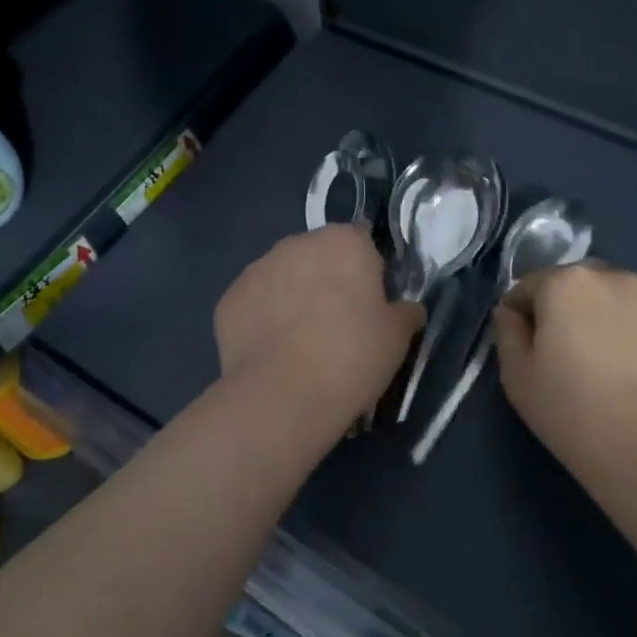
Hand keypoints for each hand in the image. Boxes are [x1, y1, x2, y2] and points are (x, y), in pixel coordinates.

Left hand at [215, 226, 423, 428]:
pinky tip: (273, 353)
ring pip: (284, 278)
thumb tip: (407, 309)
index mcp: (344, 242)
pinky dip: (263, 320)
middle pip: (319, 257)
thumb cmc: (352, 356)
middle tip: (338, 327)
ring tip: (301, 344)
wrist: (283, 395)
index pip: (362, 245)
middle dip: (327, 282)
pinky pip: (255, 304)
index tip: (371, 308)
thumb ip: (405, 312)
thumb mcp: (398, 337)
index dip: (368, 275)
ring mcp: (257, 269)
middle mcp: (297, 243)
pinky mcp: (229, 298)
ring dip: (293, 298)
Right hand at [494, 264, 636, 478]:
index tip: (529, 347)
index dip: (524, 315)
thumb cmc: (574, 413)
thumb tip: (511, 312)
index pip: (531, 286)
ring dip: (618, 319)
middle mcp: (617, 277)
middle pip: (583, 286)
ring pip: (629, 300)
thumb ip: (508, 333)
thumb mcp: (517, 378)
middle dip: (575, 310)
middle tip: (577, 356)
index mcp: (567, 283)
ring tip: (622, 367)